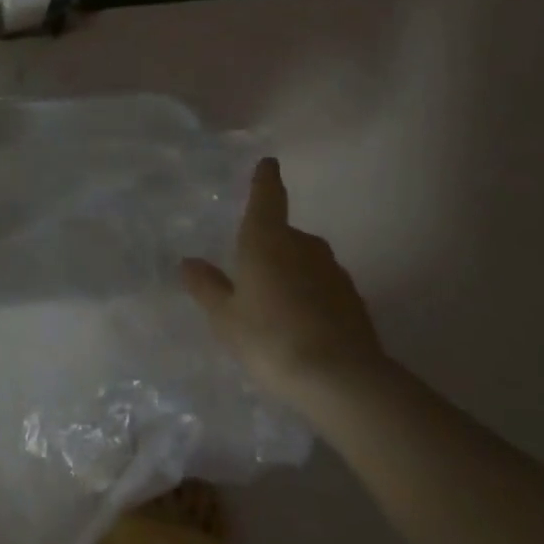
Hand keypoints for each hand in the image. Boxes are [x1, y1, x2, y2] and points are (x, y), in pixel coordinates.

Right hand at [181, 157, 387, 401]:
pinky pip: (324, 288)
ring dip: (292, 273)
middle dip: (271, 245)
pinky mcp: (354, 301)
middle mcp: (304, 245)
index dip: (265, 179)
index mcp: (267, 239)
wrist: (343, 381)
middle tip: (253, 273)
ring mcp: (334, 272)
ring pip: (306, 261)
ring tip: (276, 305)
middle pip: (285, 234)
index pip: (267, 196)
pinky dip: (312, 297)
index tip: (269, 163)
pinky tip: (302, 326)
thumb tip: (189, 262)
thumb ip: (208, 287)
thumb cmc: (271, 338)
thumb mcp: (226, 318)